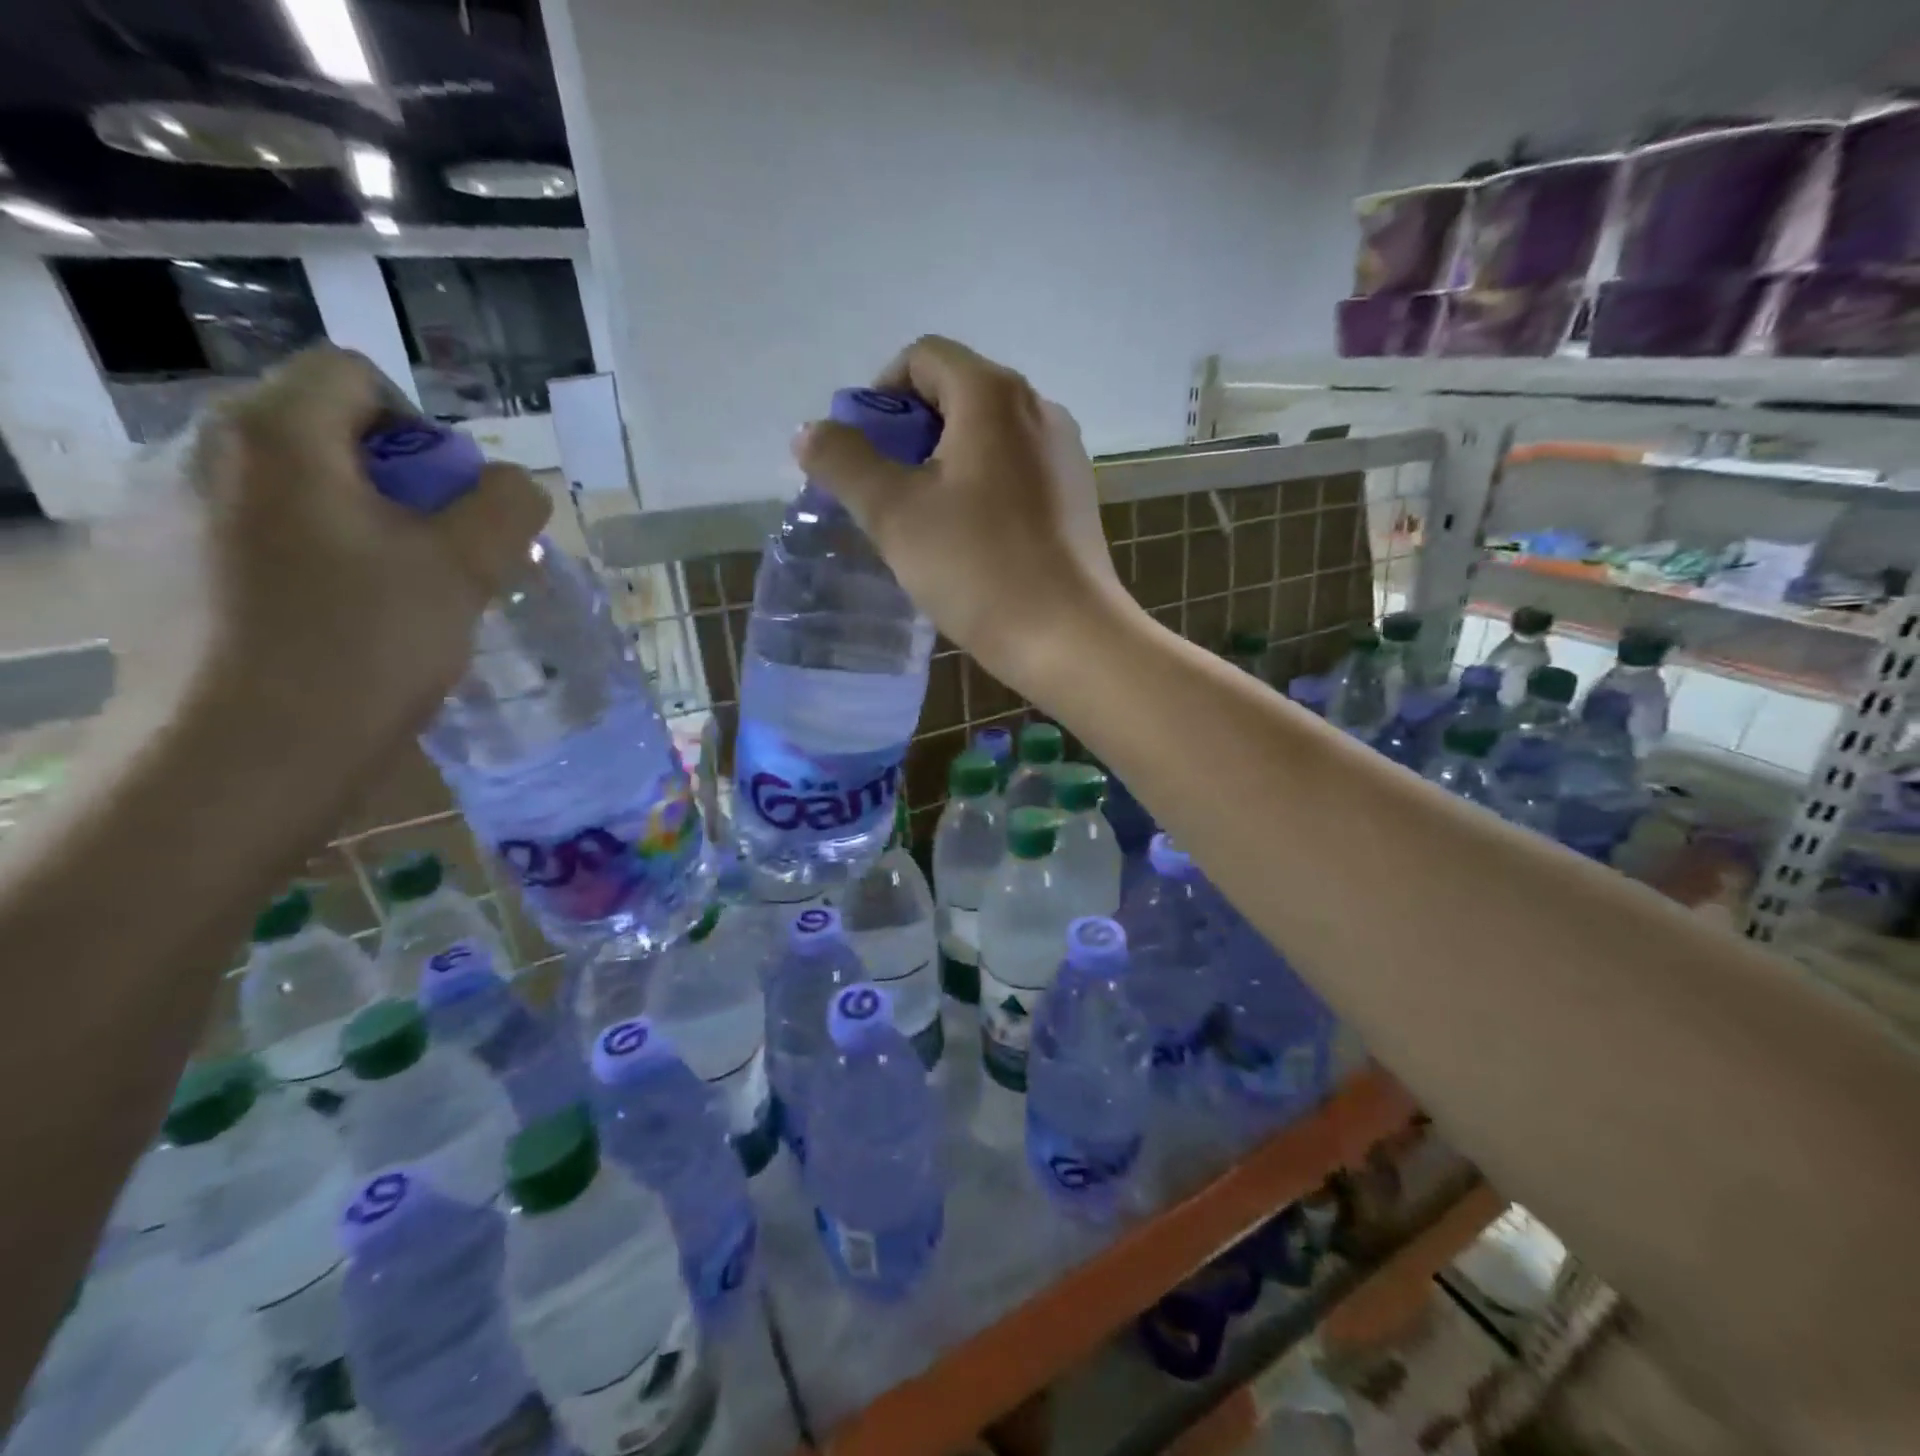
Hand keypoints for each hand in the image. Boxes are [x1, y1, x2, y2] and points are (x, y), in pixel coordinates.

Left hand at [184, 347, 549, 759]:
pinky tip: (327, 627)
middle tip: (434, 560)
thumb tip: (515, 486)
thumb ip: (506, 508)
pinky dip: (304, 561)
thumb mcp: (465, 571)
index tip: (450, 506)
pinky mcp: (152, 573)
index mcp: (273, 435)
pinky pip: (249, 537)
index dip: (422, 430)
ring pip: (289, 490)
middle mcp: (197, 452)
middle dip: (395, 486)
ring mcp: (162, 514)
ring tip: (387, 600)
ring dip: (354, 526)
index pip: (354, 376)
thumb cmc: (361, 649)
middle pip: (321, 432)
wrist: (237, 761)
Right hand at [792, 336, 1137, 696]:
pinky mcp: (1076, 496)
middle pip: (957, 394)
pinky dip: (981, 487)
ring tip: (924, 521)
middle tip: (886, 492)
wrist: (1067, 636)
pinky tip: (970, 539)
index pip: (922, 358)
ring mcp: (1064, 453)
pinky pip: (1015, 470)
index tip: (864, 453)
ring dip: (944, 464)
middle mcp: (1038, 407)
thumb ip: (844, 462)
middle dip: (910, 435)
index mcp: (993, 394)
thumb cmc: (977, 567)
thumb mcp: (893, 514)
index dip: (880, 396)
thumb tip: (810, 431)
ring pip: (987, 437)